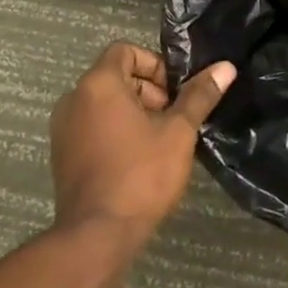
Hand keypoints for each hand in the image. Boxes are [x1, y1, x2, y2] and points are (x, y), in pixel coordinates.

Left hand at [49, 43, 235, 248]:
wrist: (97, 235)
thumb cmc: (141, 175)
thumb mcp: (178, 132)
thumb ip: (199, 96)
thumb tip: (225, 67)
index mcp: (98, 84)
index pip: (125, 51)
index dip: (155, 65)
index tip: (175, 92)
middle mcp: (73, 99)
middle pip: (115, 76)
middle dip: (149, 91)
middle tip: (173, 119)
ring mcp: (63, 129)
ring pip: (104, 104)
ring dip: (133, 113)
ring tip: (160, 142)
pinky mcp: (62, 155)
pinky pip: (92, 127)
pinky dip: (115, 132)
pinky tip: (138, 160)